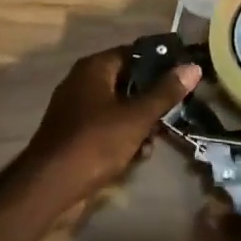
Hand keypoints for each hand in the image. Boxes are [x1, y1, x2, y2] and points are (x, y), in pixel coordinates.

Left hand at [19, 46, 199, 212]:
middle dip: (150, 99)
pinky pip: (105, 126)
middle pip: (127, 80)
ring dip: (138, 122)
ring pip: (118, 106)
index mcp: (95, 67)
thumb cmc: (94, 143)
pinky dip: (121, 136)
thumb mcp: (136, 117)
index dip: (161, 63)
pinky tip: (136, 156)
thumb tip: (192, 67)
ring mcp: (76, 107)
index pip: (135, 52)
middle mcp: (83, 80)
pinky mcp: (73, 133)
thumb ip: (165, 92)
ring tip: (154, 141)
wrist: (48, 187)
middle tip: (172, 114)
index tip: (183, 76)